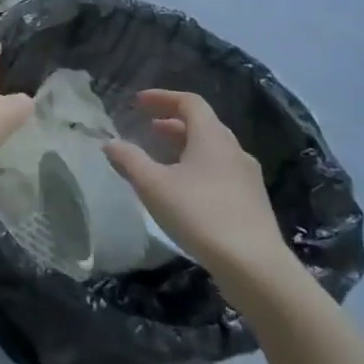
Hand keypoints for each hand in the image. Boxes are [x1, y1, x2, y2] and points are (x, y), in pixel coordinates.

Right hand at [103, 89, 295, 294]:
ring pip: (213, 150)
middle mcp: (234, 150)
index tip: (138, 103)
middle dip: (173, 123)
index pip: (189, 102)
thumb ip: (129, 160)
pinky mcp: (252, 202)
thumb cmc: (200, 214)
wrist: (254, 265)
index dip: (162, 97)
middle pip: (203, 125)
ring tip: (163, 159)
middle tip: (149, 129)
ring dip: (186, 147)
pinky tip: (186, 191)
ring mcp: (247, 177)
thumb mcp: (154, 186)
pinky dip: (199, 168)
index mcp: (212, 137)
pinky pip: (221, 171)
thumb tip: (109, 143)